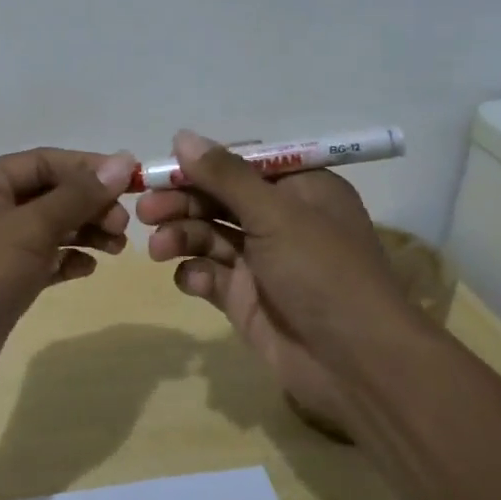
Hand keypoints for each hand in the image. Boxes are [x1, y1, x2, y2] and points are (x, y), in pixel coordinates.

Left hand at [0, 146, 137, 399]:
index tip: (132, 181)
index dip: (89, 169)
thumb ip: (78, 195)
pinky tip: (89, 268)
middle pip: (48, 193)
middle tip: (123, 226)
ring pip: (46, 227)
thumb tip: (121, 161)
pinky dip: (65, 259)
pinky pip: (40, 259)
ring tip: (117, 248)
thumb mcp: (30, 227)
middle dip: (89, 205)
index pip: (45, 161)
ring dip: (83, 232)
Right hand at [137, 130, 421, 435]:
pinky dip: (196, 274)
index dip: (201, 165)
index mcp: (300, 189)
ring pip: (209, 235)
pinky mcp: (245, 297)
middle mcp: (280, 220)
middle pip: (218, 199)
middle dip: (181, 202)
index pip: (242, 164)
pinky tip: (193, 280)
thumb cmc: (322, 272)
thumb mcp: (276, 214)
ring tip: (159, 249)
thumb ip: (225, 175)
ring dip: (181, 236)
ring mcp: (261, 261)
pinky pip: (210, 275)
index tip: (163, 168)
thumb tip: (182, 136)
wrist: (355, 363)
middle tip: (145, 211)